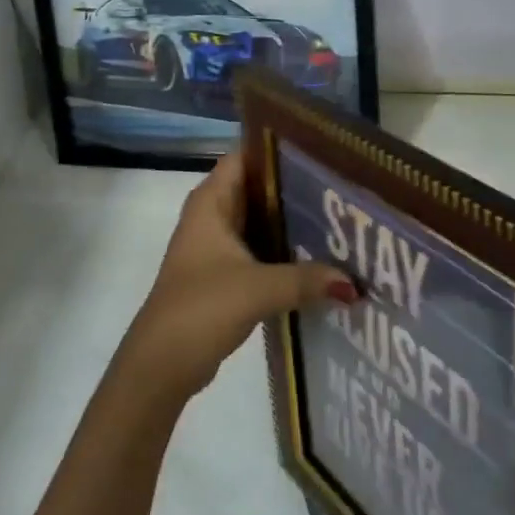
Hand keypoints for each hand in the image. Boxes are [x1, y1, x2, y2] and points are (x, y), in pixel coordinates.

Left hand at [121, 151, 355, 405]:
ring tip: (339, 220)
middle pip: (258, 188)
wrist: (160, 366)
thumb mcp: (258, 288)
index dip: (279, 148)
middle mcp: (212, 215)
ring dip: (291, 222)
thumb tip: (354, 283)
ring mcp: (216, 245)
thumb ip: (306, 280)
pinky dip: (283, 251)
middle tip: (341, 188)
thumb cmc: (201, 307)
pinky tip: (318, 259)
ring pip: (260, 221)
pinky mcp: (223, 274)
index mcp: (211, 201)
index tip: (321, 151)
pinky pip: (259, 250)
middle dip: (295, 188)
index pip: (246, 155)